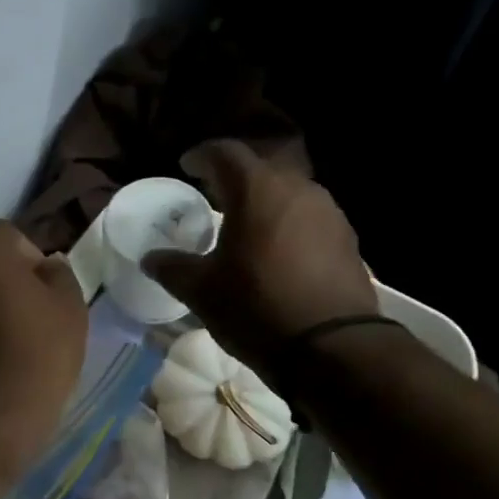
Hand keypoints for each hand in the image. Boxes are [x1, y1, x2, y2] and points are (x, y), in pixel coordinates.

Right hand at [143, 140, 375, 378]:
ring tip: (248, 228)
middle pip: (261, 169)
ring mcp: (329, 212)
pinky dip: (290, 227)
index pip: (224, 152)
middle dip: (236, 179)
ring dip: (266, 204)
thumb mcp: (202, 292)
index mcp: (256, 189)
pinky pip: (311, 220)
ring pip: (290, 194)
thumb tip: (150, 258)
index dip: (202, 155)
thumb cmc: (256, 308)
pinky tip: (281, 254)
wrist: (331, 346)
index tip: (187, 165)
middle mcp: (297, 188)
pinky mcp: (348, 239)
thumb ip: (172, 268)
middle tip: (215, 196)